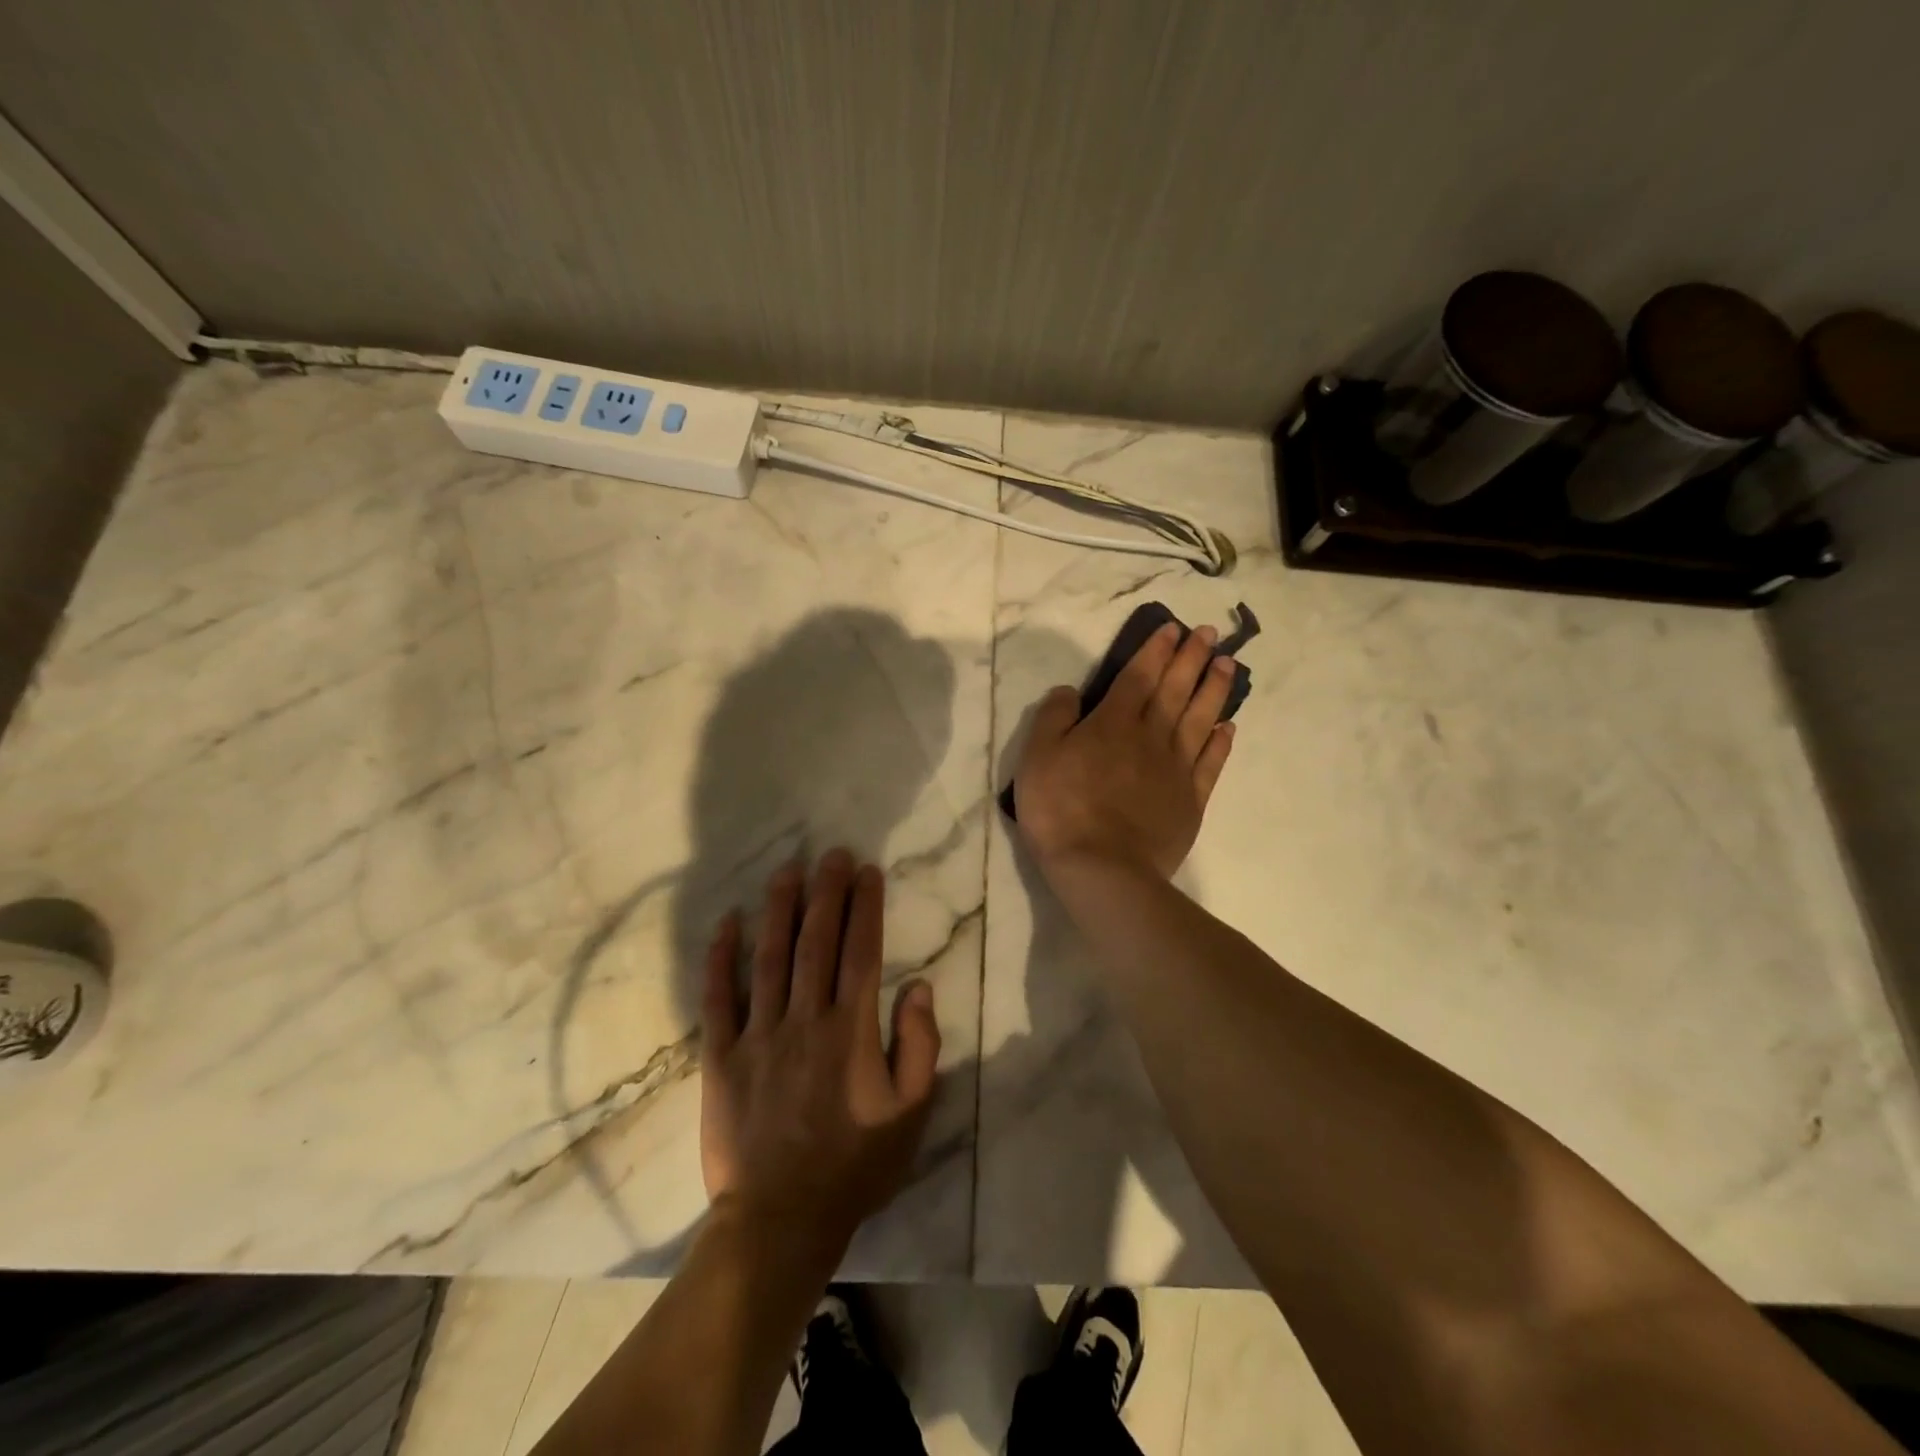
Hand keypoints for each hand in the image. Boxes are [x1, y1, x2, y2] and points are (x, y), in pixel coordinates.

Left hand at [699, 849, 941, 1266]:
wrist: (780, 1221)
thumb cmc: (855, 1166)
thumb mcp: (911, 1113)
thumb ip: (920, 1046)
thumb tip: (921, 987)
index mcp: (851, 1030)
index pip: (862, 952)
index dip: (866, 906)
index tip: (868, 871)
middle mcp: (805, 1019)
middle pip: (817, 942)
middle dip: (827, 892)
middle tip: (831, 853)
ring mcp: (759, 1035)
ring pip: (770, 957)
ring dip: (780, 909)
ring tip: (787, 871)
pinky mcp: (722, 1057)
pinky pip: (719, 998)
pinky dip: (721, 958)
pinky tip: (728, 922)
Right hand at [1013, 621, 1236, 880]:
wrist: (1102, 868)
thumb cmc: (1060, 810)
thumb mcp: (1037, 757)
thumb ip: (1053, 717)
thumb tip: (1070, 690)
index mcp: (1113, 723)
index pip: (1138, 676)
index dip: (1156, 650)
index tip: (1174, 628)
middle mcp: (1151, 737)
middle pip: (1175, 690)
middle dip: (1192, 658)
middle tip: (1209, 633)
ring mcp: (1176, 769)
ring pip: (1200, 719)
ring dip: (1214, 689)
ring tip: (1228, 665)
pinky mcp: (1190, 800)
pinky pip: (1210, 763)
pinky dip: (1220, 742)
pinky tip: (1228, 726)